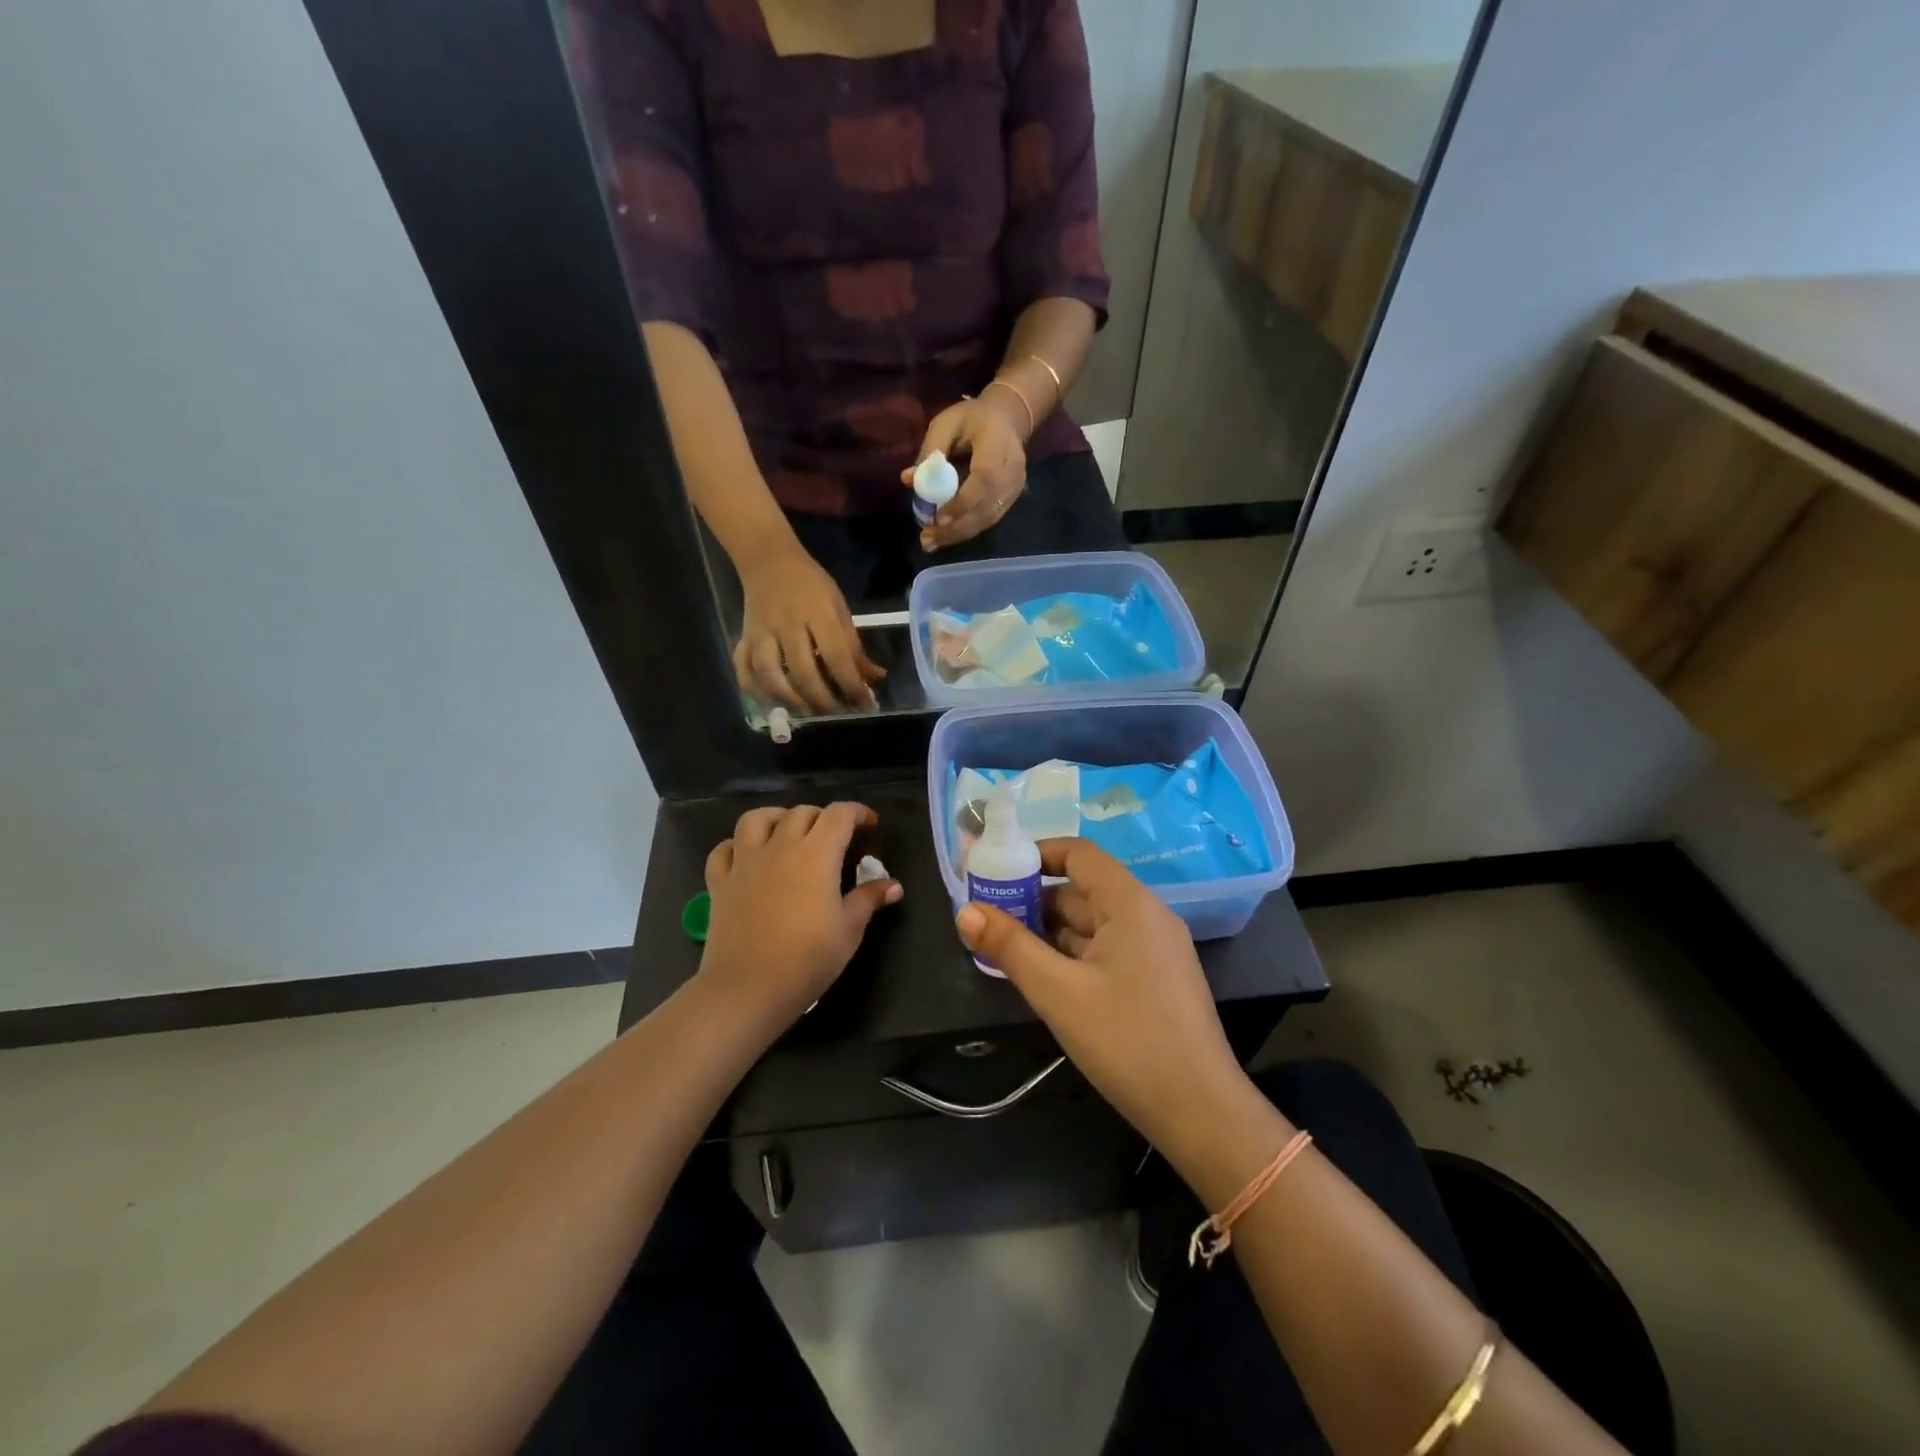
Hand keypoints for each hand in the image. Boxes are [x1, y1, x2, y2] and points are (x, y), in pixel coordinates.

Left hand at [700, 803, 902, 1029]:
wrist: (748, 988)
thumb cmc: (807, 959)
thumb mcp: (849, 930)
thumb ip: (869, 900)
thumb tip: (894, 885)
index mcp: (817, 854)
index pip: (839, 814)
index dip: (858, 812)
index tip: (870, 825)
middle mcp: (780, 846)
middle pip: (801, 812)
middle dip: (822, 817)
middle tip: (835, 837)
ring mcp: (745, 862)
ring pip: (756, 819)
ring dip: (777, 818)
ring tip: (788, 832)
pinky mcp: (720, 883)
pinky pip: (724, 850)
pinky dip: (736, 846)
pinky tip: (747, 857)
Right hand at [735, 543, 884, 713]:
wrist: (768, 560)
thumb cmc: (811, 585)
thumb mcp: (839, 608)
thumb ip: (854, 646)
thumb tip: (875, 678)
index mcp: (818, 613)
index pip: (836, 656)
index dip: (851, 684)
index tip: (864, 704)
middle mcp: (788, 625)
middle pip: (803, 670)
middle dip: (822, 698)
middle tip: (836, 711)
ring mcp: (761, 632)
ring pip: (770, 673)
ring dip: (788, 698)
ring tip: (806, 710)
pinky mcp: (743, 637)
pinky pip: (743, 668)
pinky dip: (754, 689)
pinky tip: (771, 702)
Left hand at [903, 392, 1026, 551]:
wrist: (1008, 419)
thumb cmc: (973, 418)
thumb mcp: (947, 423)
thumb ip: (930, 451)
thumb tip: (908, 479)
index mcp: (997, 446)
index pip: (985, 479)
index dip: (962, 502)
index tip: (938, 518)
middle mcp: (1012, 471)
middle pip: (986, 507)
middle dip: (955, 527)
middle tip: (927, 538)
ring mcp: (1015, 488)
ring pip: (987, 519)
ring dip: (958, 534)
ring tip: (931, 543)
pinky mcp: (1011, 499)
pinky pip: (989, 520)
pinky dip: (966, 531)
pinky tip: (946, 537)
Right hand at [954, 839, 1249, 1158]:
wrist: (1200, 1112)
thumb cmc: (1127, 1041)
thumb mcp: (1058, 992)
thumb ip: (1010, 947)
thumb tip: (965, 911)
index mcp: (1130, 903)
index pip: (1079, 853)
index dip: (1036, 855)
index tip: (996, 872)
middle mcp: (1146, 916)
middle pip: (1082, 889)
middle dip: (1033, 899)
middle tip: (987, 917)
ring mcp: (1154, 949)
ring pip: (1092, 924)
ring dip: (1049, 930)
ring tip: (1003, 946)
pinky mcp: (1155, 980)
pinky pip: (1105, 950)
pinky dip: (1072, 954)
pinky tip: (1042, 975)